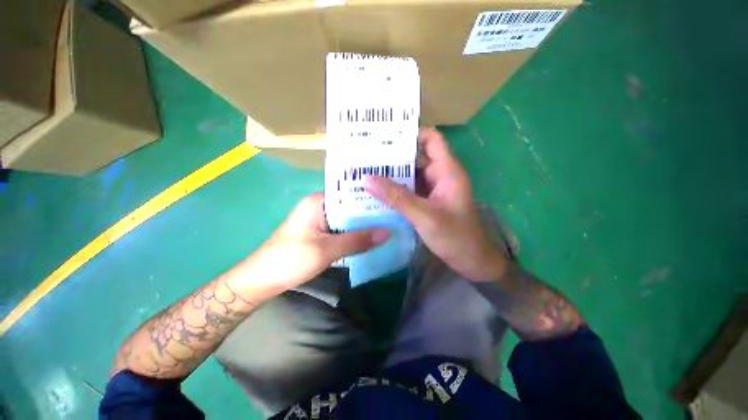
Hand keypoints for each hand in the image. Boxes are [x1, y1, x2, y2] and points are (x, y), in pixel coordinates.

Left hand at [234, 193, 389, 299]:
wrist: (262, 280)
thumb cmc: (291, 259)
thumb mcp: (327, 250)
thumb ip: (358, 240)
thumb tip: (387, 233)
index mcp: (319, 201)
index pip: (351, 193)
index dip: (372, 198)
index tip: (392, 203)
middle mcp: (320, 206)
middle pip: (351, 206)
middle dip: (370, 212)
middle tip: (395, 215)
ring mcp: (320, 219)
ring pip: (348, 219)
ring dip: (364, 224)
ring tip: (389, 224)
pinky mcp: (320, 232)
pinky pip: (342, 229)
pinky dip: (355, 233)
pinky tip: (371, 237)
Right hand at [365, 128, 506, 281]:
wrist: (471, 261)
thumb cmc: (455, 237)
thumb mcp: (424, 216)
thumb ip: (396, 197)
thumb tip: (367, 179)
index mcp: (447, 171)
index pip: (431, 140)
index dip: (411, 134)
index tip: (385, 136)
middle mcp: (440, 176)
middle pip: (416, 158)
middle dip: (393, 157)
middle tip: (366, 156)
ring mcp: (434, 190)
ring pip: (411, 176)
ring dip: (392, 176)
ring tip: (366, 173)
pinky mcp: (428, 202)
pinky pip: (410, 191)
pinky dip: (396, 191)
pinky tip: (378, 193)